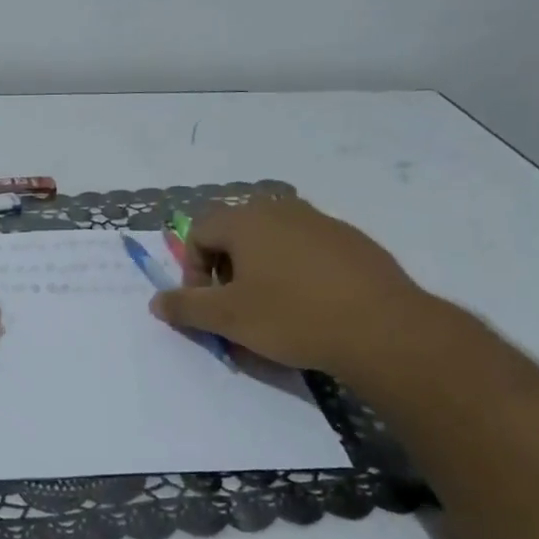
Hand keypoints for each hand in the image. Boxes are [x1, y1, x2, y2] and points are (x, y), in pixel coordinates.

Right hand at [151, 196, 431, 373]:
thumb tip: (156, 302)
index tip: (207, 307)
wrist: (383, 329)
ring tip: (273, 312)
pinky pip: (307, 252)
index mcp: (246, 219)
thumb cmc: (292, 316)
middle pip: (235, 235)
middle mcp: (282, 209)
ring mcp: (321, 222)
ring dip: (260, 274)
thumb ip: (185, 307)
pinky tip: (311, 308)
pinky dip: (296, 275)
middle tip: (236, 310)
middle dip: (226, 272)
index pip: (198, 233)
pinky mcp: (352, 242)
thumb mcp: (228, 318)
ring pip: (272, 244)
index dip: (193, 272)